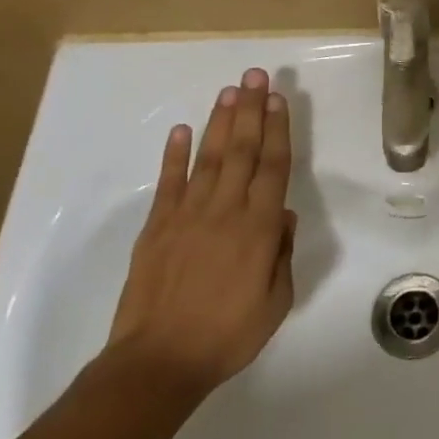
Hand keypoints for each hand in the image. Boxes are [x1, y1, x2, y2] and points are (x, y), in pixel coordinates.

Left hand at [108, 68, 295, 395]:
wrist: (158, 362)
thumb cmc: (227, 335)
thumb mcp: (276, 302)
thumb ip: (280, 254)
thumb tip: (281, 215)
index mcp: (259, 229)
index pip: (273, 167)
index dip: (278, 130)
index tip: (280, 100)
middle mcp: (225, 211)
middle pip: (241, 151)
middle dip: (251, 110)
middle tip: (256, 76)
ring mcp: (187, 216)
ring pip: (208, 158)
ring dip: (220, 122)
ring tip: (230, 90)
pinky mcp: (157, 227)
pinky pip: (168, 183)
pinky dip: (174, 155)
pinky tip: (182, 129)